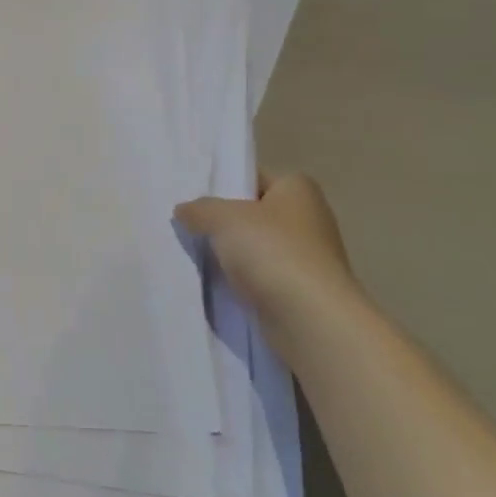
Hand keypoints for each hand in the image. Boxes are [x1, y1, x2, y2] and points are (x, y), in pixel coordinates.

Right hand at [176, 172, 368, 356]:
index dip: (225, 182)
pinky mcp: (301, 292)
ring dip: (231, 254)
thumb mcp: (223, 218)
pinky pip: (262, 277)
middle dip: (224, 221)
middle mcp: (308, 219)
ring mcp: (307, 258)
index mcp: (298, 189)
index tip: (193, 194)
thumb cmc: (272, 251)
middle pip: (254, 213)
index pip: (254, 176)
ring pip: (256, 248)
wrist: (311, 319)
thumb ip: (200, 209)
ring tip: (195, 254)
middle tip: (187, 224)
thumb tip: (184, 210)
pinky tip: (216, 284)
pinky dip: (242, 280)